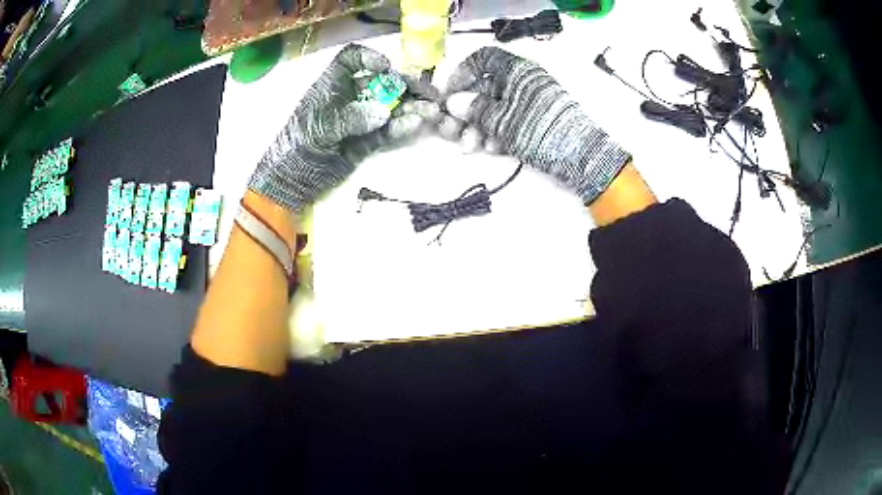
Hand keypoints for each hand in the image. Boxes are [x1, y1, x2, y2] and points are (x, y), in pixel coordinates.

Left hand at [249, 44, 440, 211]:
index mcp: (331, 86)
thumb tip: (384, 112)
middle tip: (429, 93)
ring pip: (390, 107)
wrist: (292, 182)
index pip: (350, 60)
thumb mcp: (319, 129)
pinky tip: (416, 125)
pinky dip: (402, 128)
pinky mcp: (367, 141)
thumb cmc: (297, 147)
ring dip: (410, 107)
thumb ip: (351, 118)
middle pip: (381, 82)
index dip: (369, 58)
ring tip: (431, 111)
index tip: (386, 67)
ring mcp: (360, 120)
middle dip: (405, 86)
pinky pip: (388, 131)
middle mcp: (349, 98)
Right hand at [441, 47, 630, 204]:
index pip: (482, 59)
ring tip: (471, 148)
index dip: (461, 73)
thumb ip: (474, 109)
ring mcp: (530, 101)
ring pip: (495, 107)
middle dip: (466, 111)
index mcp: (516, 70)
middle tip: (453, 132)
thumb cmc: (539, 130)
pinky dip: (496, 132)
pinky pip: (509, 119)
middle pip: (485, 88)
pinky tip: (491, 148)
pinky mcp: (536, 119)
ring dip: (478, 127)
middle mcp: (522, 81)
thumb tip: (454, 102)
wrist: (581, 156)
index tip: (448, 94)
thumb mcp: (502, 120)